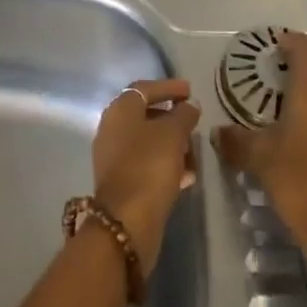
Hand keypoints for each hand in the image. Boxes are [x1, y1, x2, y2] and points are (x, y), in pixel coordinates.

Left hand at [92, 78, 199, 275]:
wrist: (127, 220)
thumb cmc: (149, 166)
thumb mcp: (173, 133)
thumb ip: (183, 114)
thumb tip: (189, 105)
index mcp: (120, 110)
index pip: (144, 88)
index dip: (168, 87)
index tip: (190, 91)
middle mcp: (112, 129)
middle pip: (145, 115)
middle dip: (172, 117)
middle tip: (194, 121)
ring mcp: (114, 156)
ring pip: (148, 141)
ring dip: (172, 143)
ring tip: (195, 151)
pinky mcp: (122, 181)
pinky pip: (147, 163)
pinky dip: (166, 163)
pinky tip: (186, 175)